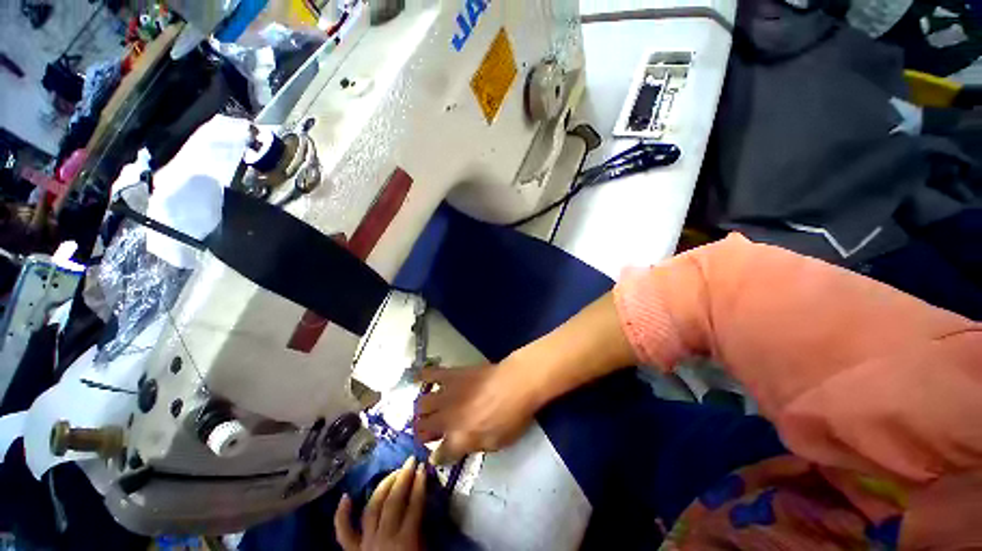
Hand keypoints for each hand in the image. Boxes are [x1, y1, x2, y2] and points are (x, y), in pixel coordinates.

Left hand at [334, 457, 425, 550]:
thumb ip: (422, 528)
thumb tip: (423, 501)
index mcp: (405, 542)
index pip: (414, 505)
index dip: (419, 484)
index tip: (423, 466)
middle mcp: (384, 539)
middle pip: (393, 502)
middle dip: (403, 478)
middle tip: (410, 461)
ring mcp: (365, 544)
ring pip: (372, 508)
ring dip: (383, 486)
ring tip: (393, 472)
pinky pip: (343, 533)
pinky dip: (342, 515)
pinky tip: (345, 496)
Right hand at [413, 357, 543, 464]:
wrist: (516, 383)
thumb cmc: (511, 416)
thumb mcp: (496, 442)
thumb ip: (473, 446)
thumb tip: (458, 449)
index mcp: (458, 439)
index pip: (439, 454)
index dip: (437, 456)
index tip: (438, 455)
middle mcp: (447, 419)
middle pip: (424, 428)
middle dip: (423, 433)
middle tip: (429, 431)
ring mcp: (447, 395)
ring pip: (422, 405)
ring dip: (421, 411)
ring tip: (426, 410)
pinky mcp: (451, 375)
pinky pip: (430, 374)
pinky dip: (422, 377)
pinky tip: (418, 379)